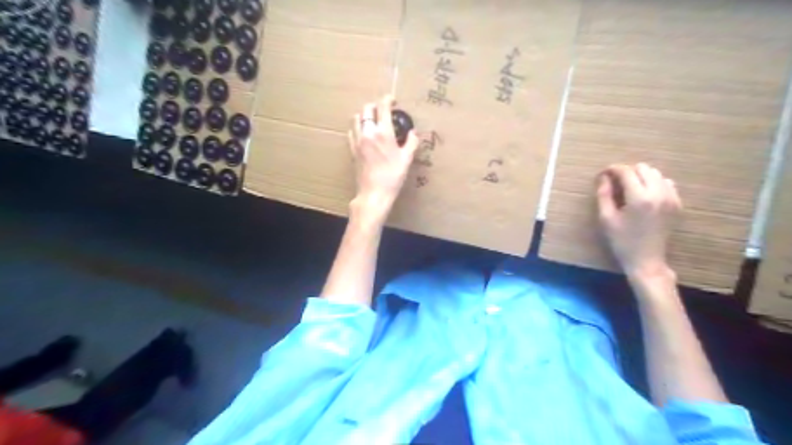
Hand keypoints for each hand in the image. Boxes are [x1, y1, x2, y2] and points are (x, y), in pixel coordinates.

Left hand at [347, 94, 416, 218]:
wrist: (374, 193)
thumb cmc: (392, 177)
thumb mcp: (407, 159)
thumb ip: (411, 142)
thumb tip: (413, 133)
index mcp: (383, 132)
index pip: (383, 107)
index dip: (388, 99)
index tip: (393, 101)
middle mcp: (368, 133)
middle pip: (367, 109)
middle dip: (376, 106)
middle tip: (384, 110)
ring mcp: (358, 141)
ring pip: (356, 118)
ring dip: (365, 115)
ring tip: (373, 120)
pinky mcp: (352, 150)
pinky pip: (351, 132)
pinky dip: (357, 127)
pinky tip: (363, 133)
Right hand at [597, 164, 684, 279]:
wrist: (646, 259)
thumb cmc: (621, 241)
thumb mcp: (606, 218)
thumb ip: (604, 195)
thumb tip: (603, 177)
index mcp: (639, 198)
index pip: (626, 172)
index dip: (613, 169)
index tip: (604, 173)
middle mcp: (658, 194)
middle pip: (643, 168)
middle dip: (628, 172)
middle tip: (616, 183)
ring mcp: (671, 198)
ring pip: (656, 173)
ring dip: (641, 176)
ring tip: (629, 188)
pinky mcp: (677, 204)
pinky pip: (667, 183)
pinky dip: (654, 183)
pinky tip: (644, 194)